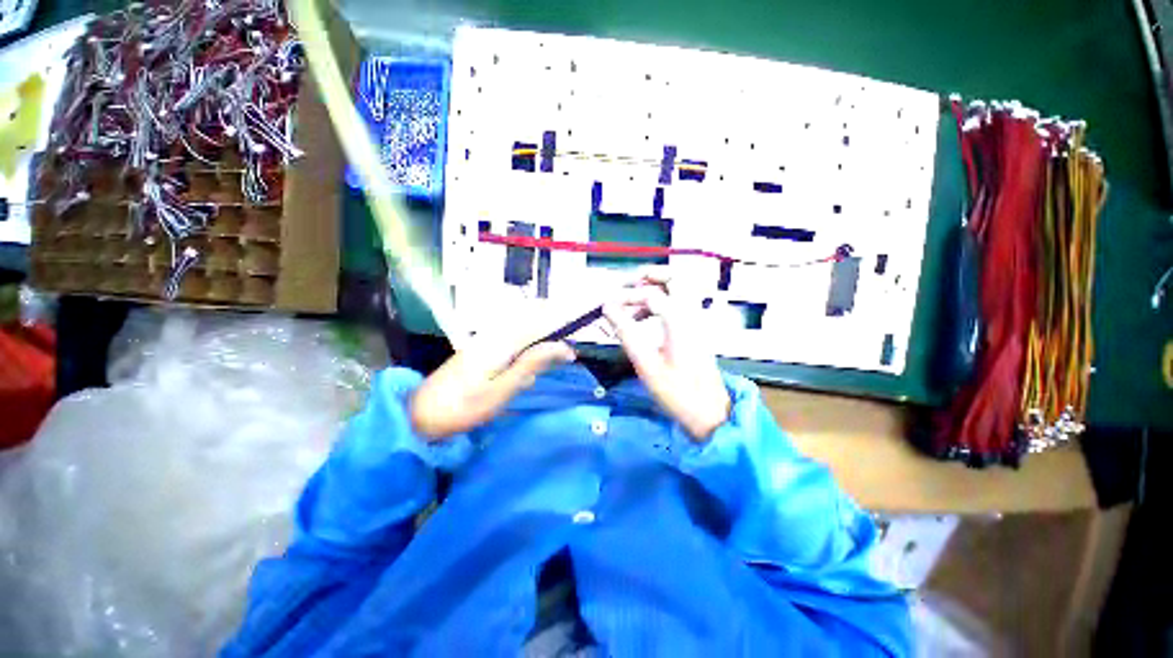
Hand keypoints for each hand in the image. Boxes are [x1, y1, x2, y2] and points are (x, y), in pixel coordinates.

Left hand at [410, 329, 575, 441]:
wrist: (419, 416)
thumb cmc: (463, 407)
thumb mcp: (502, 389)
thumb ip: (531, 363)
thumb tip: (561, 346)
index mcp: (501, 341)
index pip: (538, 324)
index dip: (559, 333)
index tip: (572, 353)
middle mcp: (493, 335)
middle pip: (530, 325)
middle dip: (548, 341)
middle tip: (557, 363)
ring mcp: (484, 342)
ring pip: (521, 335)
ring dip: (535, 349)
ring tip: (537, 372)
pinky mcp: (478, 351)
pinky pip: (509, 344)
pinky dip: (521, 357)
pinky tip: (519, 374)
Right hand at [603, 274, 730, 441]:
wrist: (710, 413)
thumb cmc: (677, 392)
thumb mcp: (646, 364)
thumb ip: (627, 332)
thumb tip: (608, 308)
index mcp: (679, 321)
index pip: (650, 294)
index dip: (626, 296)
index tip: (607, 307)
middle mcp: (691, 314)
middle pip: (675, 279)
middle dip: (649, 276)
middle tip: (626, 285)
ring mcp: (696, 322)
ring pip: (677, 290)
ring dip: (654, 289)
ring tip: (630, 304)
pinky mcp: (695, 331)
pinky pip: (678, 304)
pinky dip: (660, 303)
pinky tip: (643, 318)